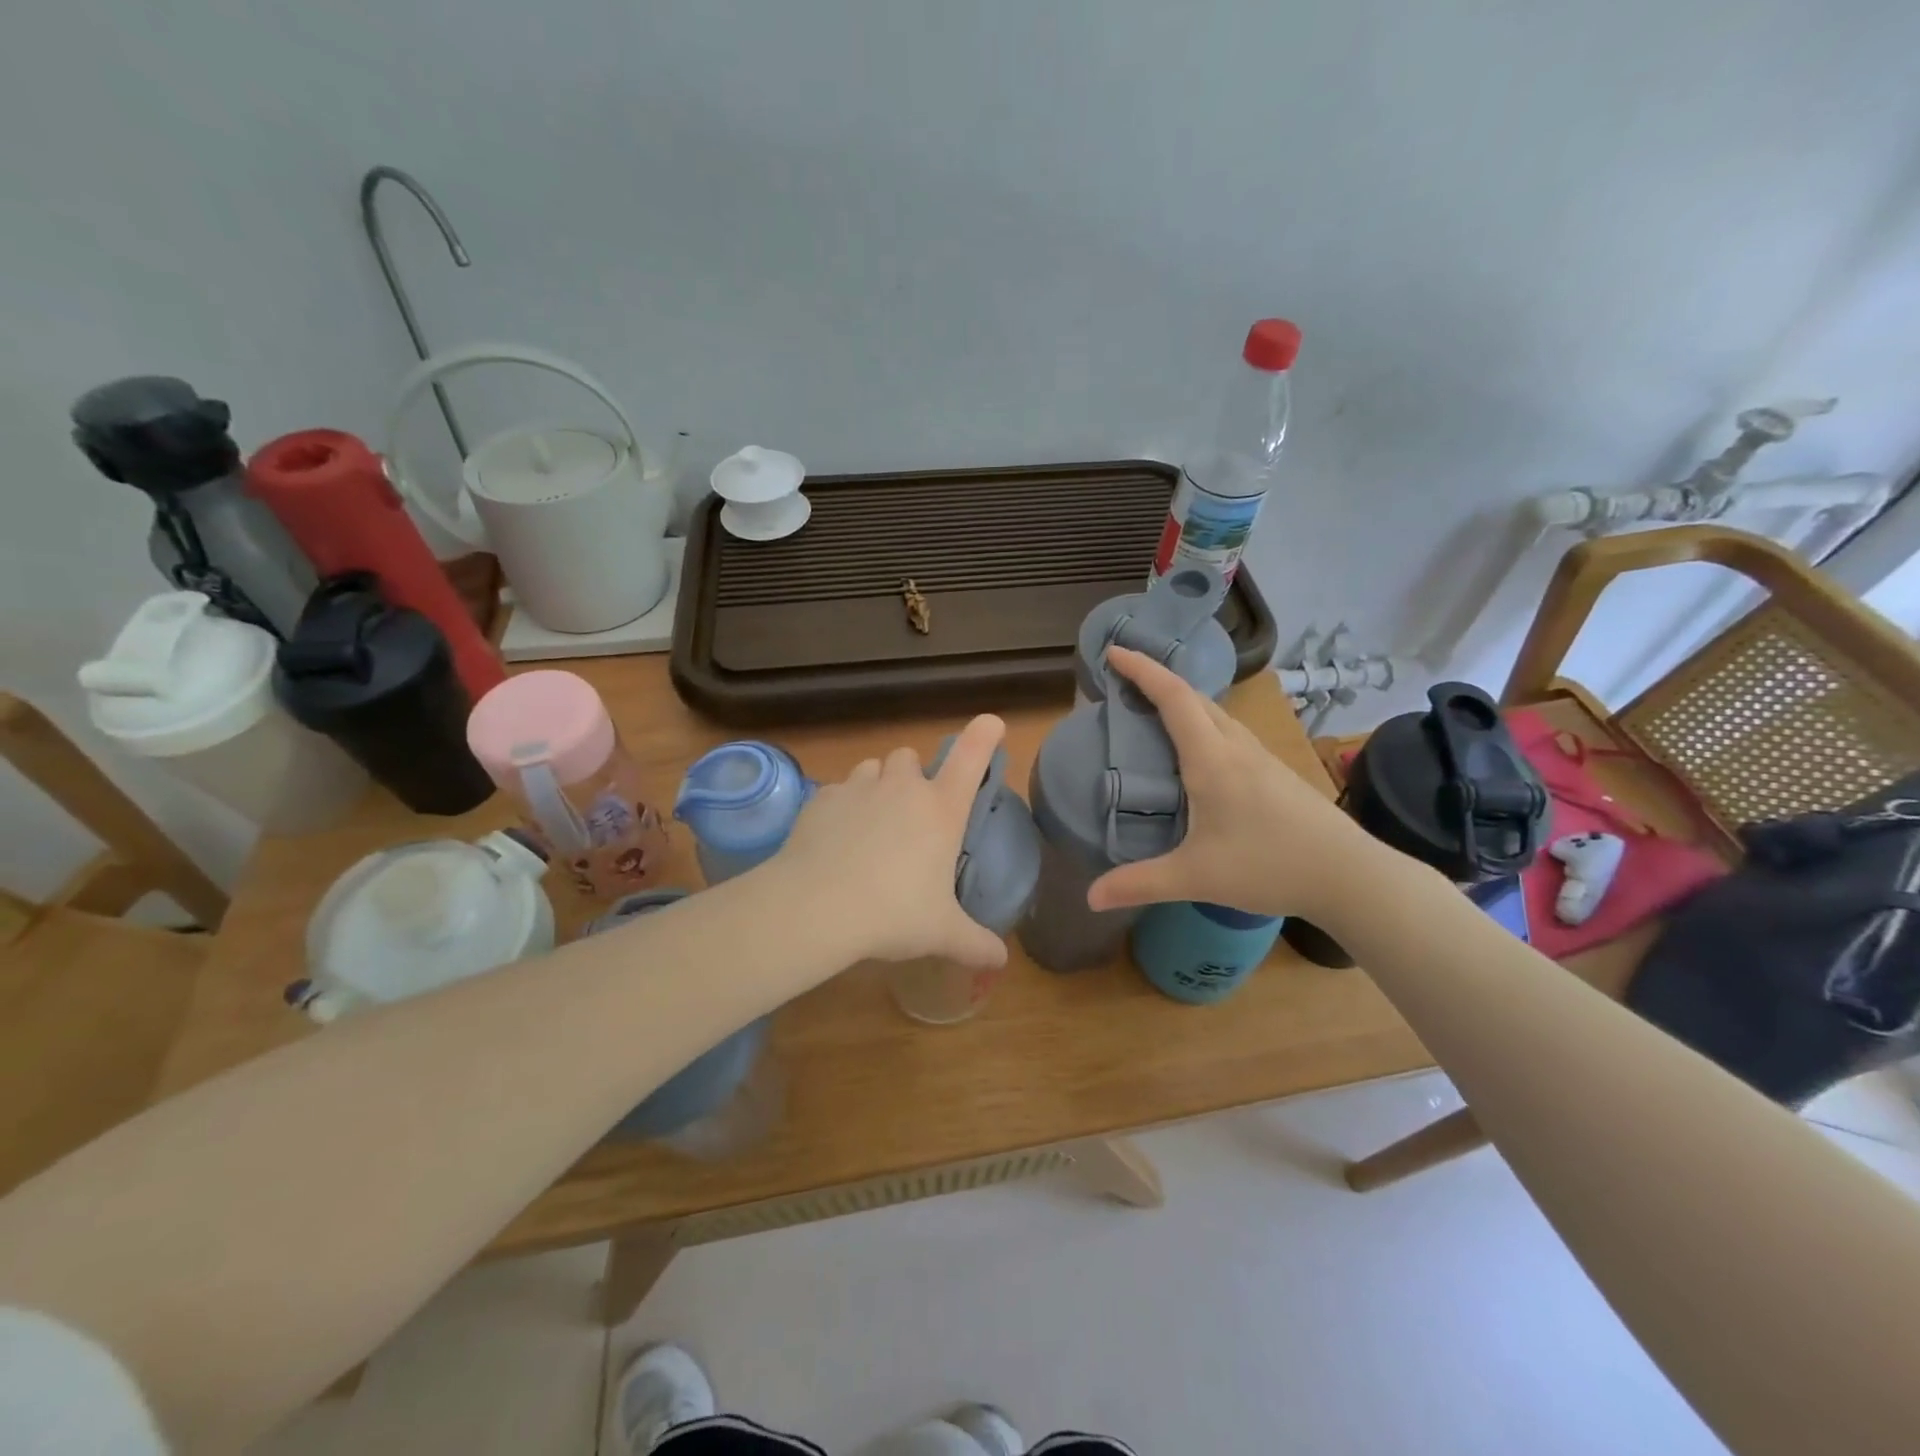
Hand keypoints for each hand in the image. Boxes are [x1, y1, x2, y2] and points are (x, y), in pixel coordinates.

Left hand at [773, 715, 1011, 970]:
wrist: (817, 906)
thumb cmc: (893, 914)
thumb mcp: (941, 933)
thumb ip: (974, 943)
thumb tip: (999, 961)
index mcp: (940, 809)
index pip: (971, 758)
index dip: (983, 735)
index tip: (991, 723)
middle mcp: (902, 788)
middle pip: (910, 757)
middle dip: (912, 776)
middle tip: (910, 813)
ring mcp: (858, 787)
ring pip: (872, 768)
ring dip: (877, 786)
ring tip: (870, 824)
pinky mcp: (821, 798)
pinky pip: (838, 790)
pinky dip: (842, 807)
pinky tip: (836, 840)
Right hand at [1087, 648, 1375, 921]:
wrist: (1349, 874)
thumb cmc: (1269, 865)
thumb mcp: (1195, 877)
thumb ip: (1140, 884)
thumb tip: (1090, 898)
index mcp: (1212, 758)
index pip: (1173, 698)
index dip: (1142, 670)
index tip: (1115, 651)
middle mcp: (1236, 747)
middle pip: (1194, 698)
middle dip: (1158, 681)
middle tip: (1125, 682)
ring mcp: (1261, 758)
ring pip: (1216, 714)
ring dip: (1183, 703)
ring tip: (1155, 714)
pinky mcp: (1276, 773)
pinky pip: (1229, 733)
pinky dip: (1203, 725)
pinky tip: (1199, 754)